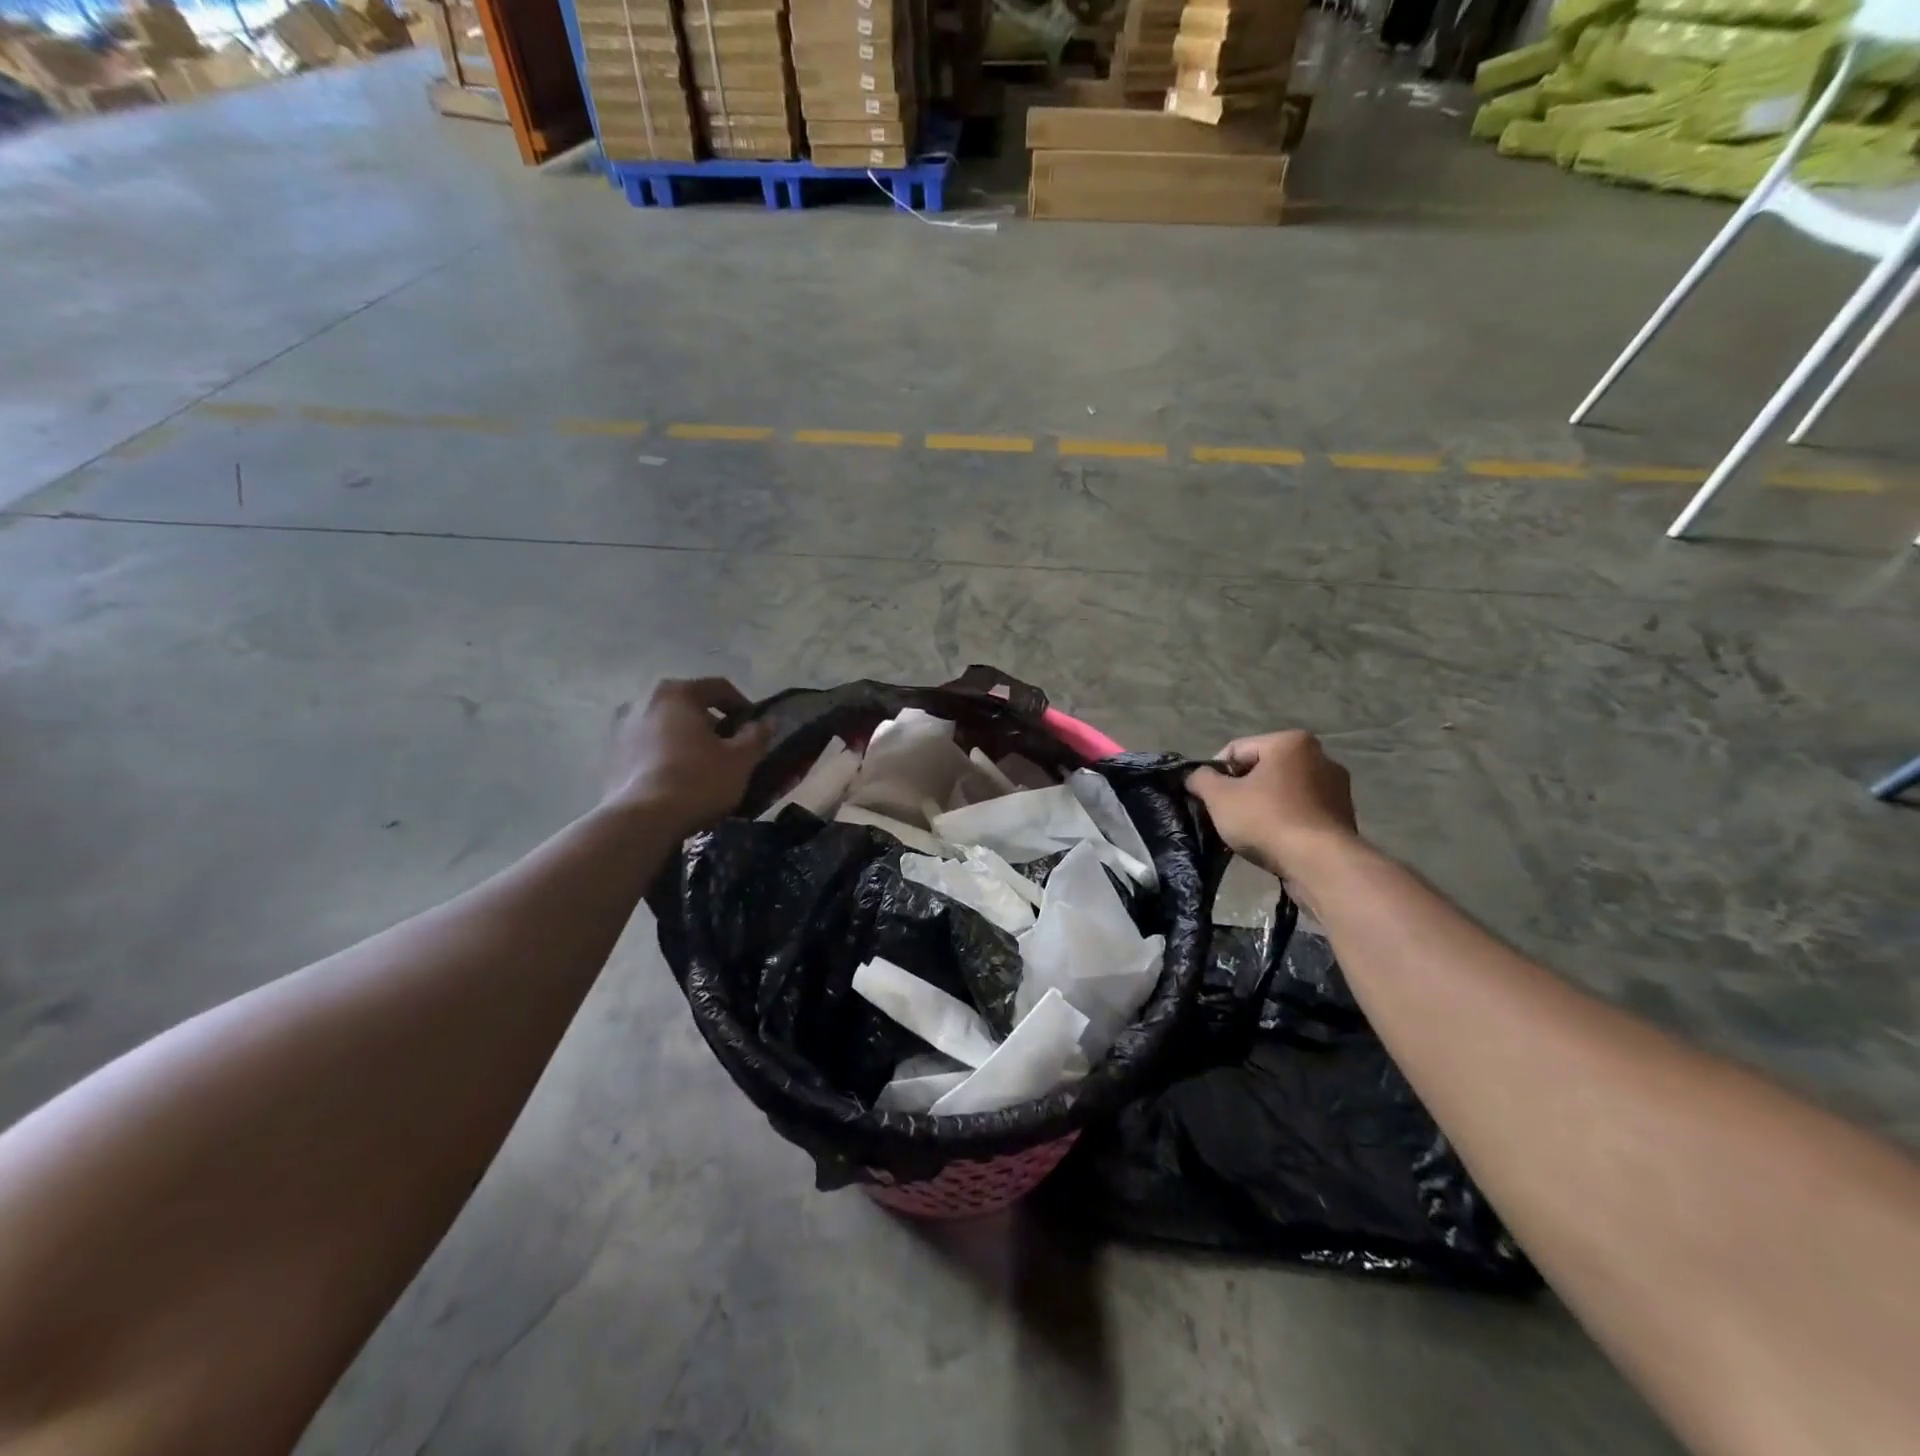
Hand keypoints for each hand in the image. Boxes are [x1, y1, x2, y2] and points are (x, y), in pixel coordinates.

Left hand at [603, 678, 770, 834]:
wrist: (641, 821)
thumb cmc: (697, 781)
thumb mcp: (740, 760)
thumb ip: (756, 736)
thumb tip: (766, 723)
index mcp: (677, 693)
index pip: (719, 688)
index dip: (743, 705)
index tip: (755, 728)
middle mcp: (644, 701)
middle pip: (688, 705)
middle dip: (712, 722)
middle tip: (730, 747)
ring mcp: (622, 728)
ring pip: (666, 726)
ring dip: (686, 739)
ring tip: (704, 765)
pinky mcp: (610, 756)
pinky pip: (648, 747)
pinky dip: (665, 755)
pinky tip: (678, 779)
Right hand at [1187, 731, 1358, 877]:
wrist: (1320, 864)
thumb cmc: (1267, 820)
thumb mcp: (1219, 797)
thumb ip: (1201, 779)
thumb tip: (1196, 776)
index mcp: (1290, 742)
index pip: (1236, 750)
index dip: (1214, 773)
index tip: (1207, 798)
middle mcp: (1320, 756)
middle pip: (1262, 769)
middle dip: (1241, 790)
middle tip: (1226, 815)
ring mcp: (1336, 787)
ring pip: (1282, 790)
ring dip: (1263, 805)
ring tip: (1250, 831)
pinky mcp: (1343, 815)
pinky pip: (1301, 810)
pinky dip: (1285, 819)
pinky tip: (1274, 840)